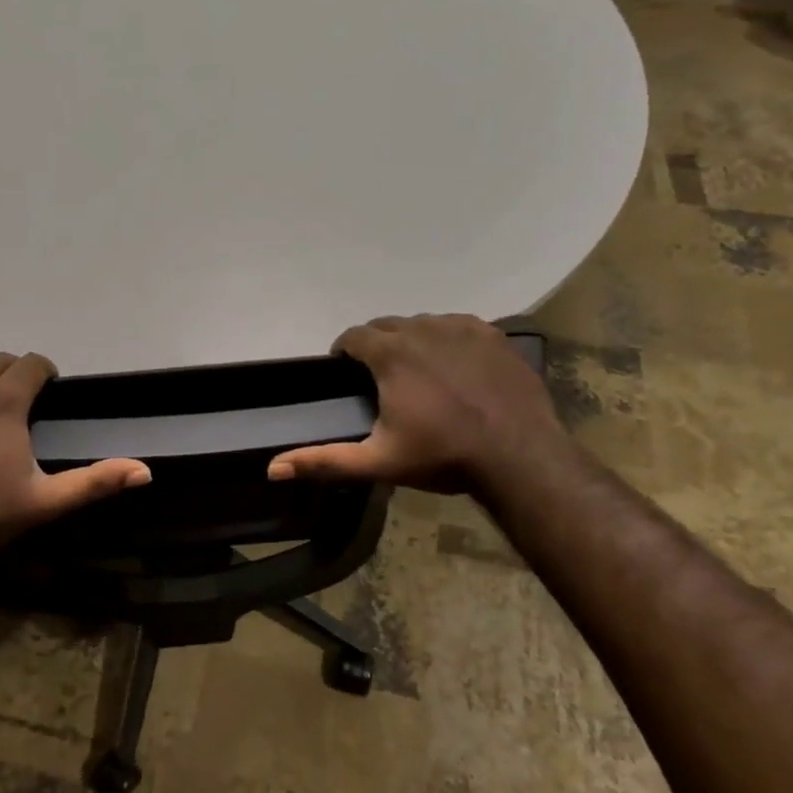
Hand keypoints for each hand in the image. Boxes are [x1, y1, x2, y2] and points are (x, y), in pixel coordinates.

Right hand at [268, 314, 564, 493]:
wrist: (520, 456)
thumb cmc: (443, 456)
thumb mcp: (378, 462)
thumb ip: (324, 461)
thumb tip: (272, 468)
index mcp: (391, 354)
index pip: (353, 336)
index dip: (345, 352)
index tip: (347, 373)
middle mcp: (422, 329)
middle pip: (387, 326)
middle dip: (377, 346)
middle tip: (382, 380)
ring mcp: (461, 328)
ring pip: (422, 324)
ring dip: (412, 341)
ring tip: (419, 375)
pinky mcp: (492, 335)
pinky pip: (457, 327)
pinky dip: (447, 341)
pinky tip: (455, 369)